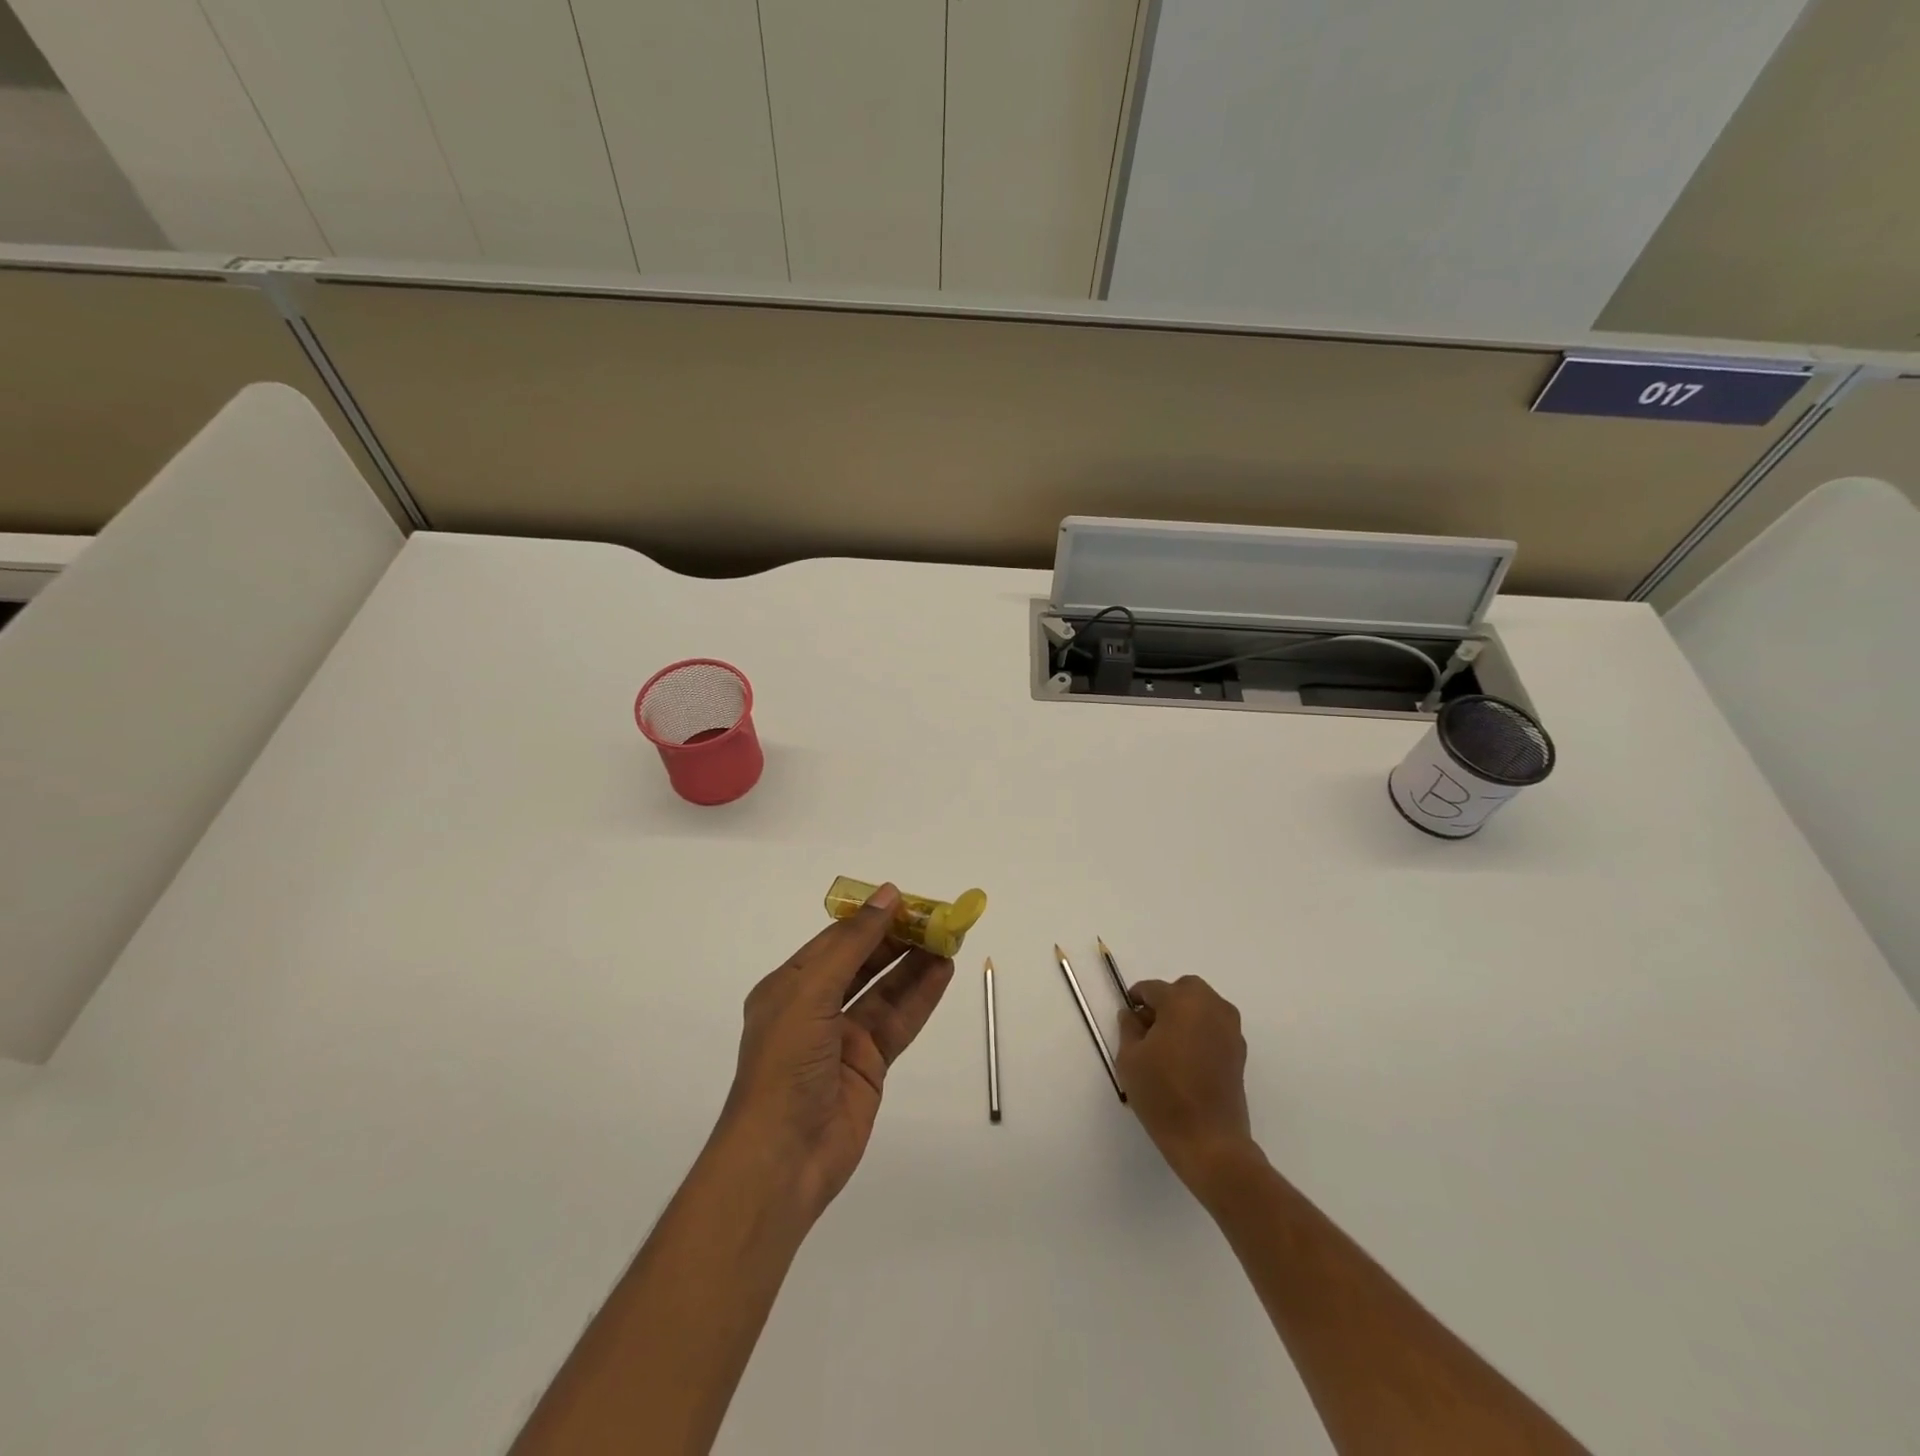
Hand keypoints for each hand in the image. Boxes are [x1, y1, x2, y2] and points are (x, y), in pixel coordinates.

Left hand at [717, 884, 953, 1220]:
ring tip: (948, 939)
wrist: (783, 1157)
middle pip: (863, 962)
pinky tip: (943, 972)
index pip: (836, 940)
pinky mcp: (869, 1064)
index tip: (907, 899)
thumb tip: (887, 895)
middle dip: (898, 939)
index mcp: (789, 985)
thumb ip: (852, 944)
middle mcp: (815, 1006)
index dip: (871, 918)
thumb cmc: (785, 1063)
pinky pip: (899, 1021)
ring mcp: (843, 1037)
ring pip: (885, 990)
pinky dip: (921, 996)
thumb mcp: (811, 991)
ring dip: (915, 964)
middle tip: (936, 918)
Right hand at [1116, 975, 1258, 1194]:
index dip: (1136, 1000)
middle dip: (1165, 1002)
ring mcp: (1230, 1029)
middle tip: (1149, 1028)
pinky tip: (1185, 1060)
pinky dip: (1200, 1032)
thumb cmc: (1163, 1094)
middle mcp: (1211, 1007)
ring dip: (1185, 1015)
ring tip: (1167, 1046)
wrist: (1209, 1141)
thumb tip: (1132, 1014)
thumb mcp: (1130, 1058)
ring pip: (1202, 1007)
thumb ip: (1128, 1027)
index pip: (1152, 989)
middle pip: (1184, 990)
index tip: (1128, 1018)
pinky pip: (1214, 1027)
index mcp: (1182, 1001)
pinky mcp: (1239, 1052)